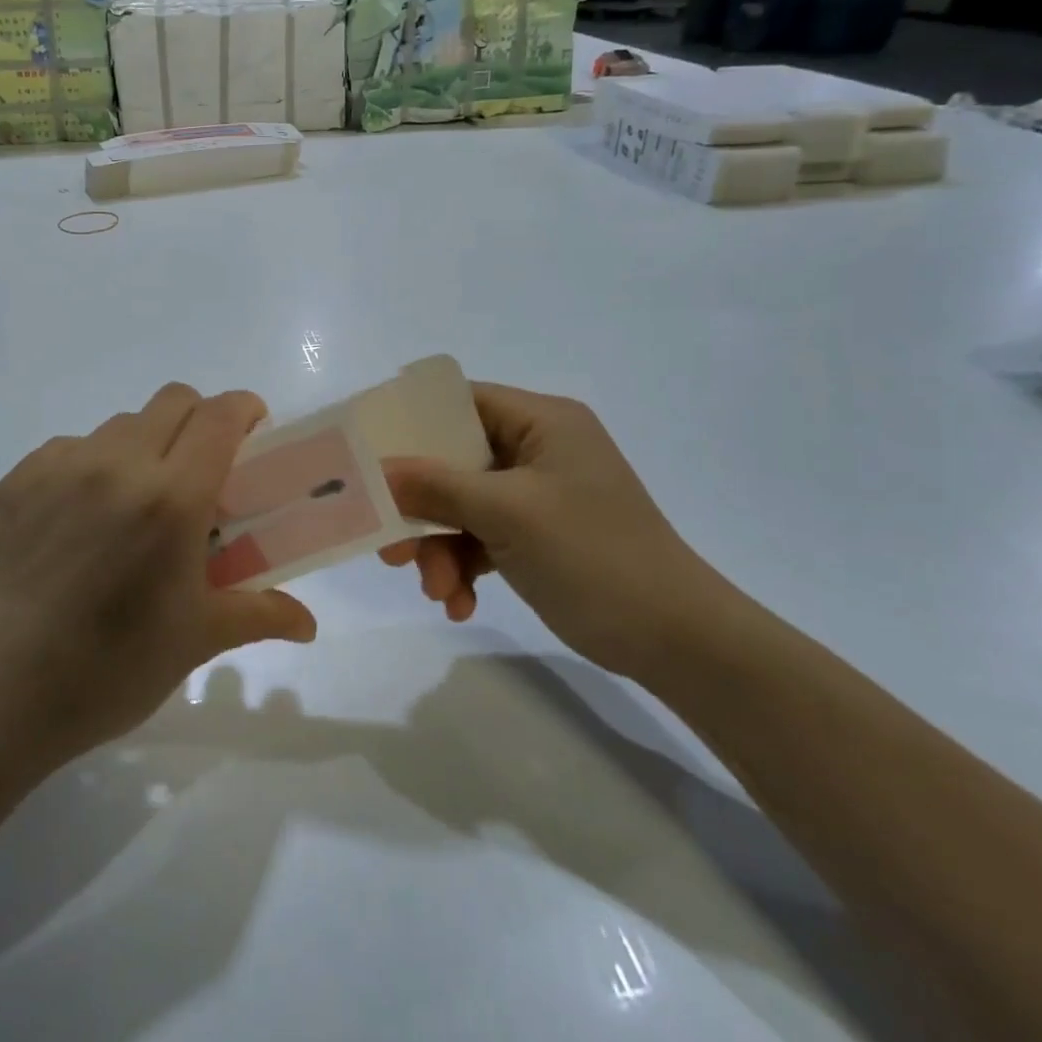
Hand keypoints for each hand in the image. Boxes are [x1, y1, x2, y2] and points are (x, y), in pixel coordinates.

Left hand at [0, 384, 317, 770]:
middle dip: (198, 420)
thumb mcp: (197, 640)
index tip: (252, 430)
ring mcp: (60, 467)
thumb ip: (259, 614)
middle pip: (172, 401)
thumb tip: (307, 624)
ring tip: (134, 502)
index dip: (244, 410)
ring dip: (143, 445)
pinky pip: (68, 449)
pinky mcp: (15, 481)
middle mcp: (117, 464)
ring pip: (119, 424)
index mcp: (172, 498)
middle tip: (198, 471)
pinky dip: (90, 466)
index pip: (219, 416)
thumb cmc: (112, 668)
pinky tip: (79, 520)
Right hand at [382, 384, 737, 679]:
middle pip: (453, 462)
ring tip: (438, 591)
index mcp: (542, 422)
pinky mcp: (535, 536)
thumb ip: (438, 485)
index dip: (411, 423)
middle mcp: (537, 450)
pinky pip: (481, 538)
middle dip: (421, 507)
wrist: (673, 638)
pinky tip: (459, 604)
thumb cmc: (593, 555)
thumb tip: (379, 468)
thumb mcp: (508, 513)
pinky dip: (464, 568)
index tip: (368, 454)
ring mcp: (535, 496)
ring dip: (441, 549)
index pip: (460, 403)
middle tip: (390, 543)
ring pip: (461, 507)